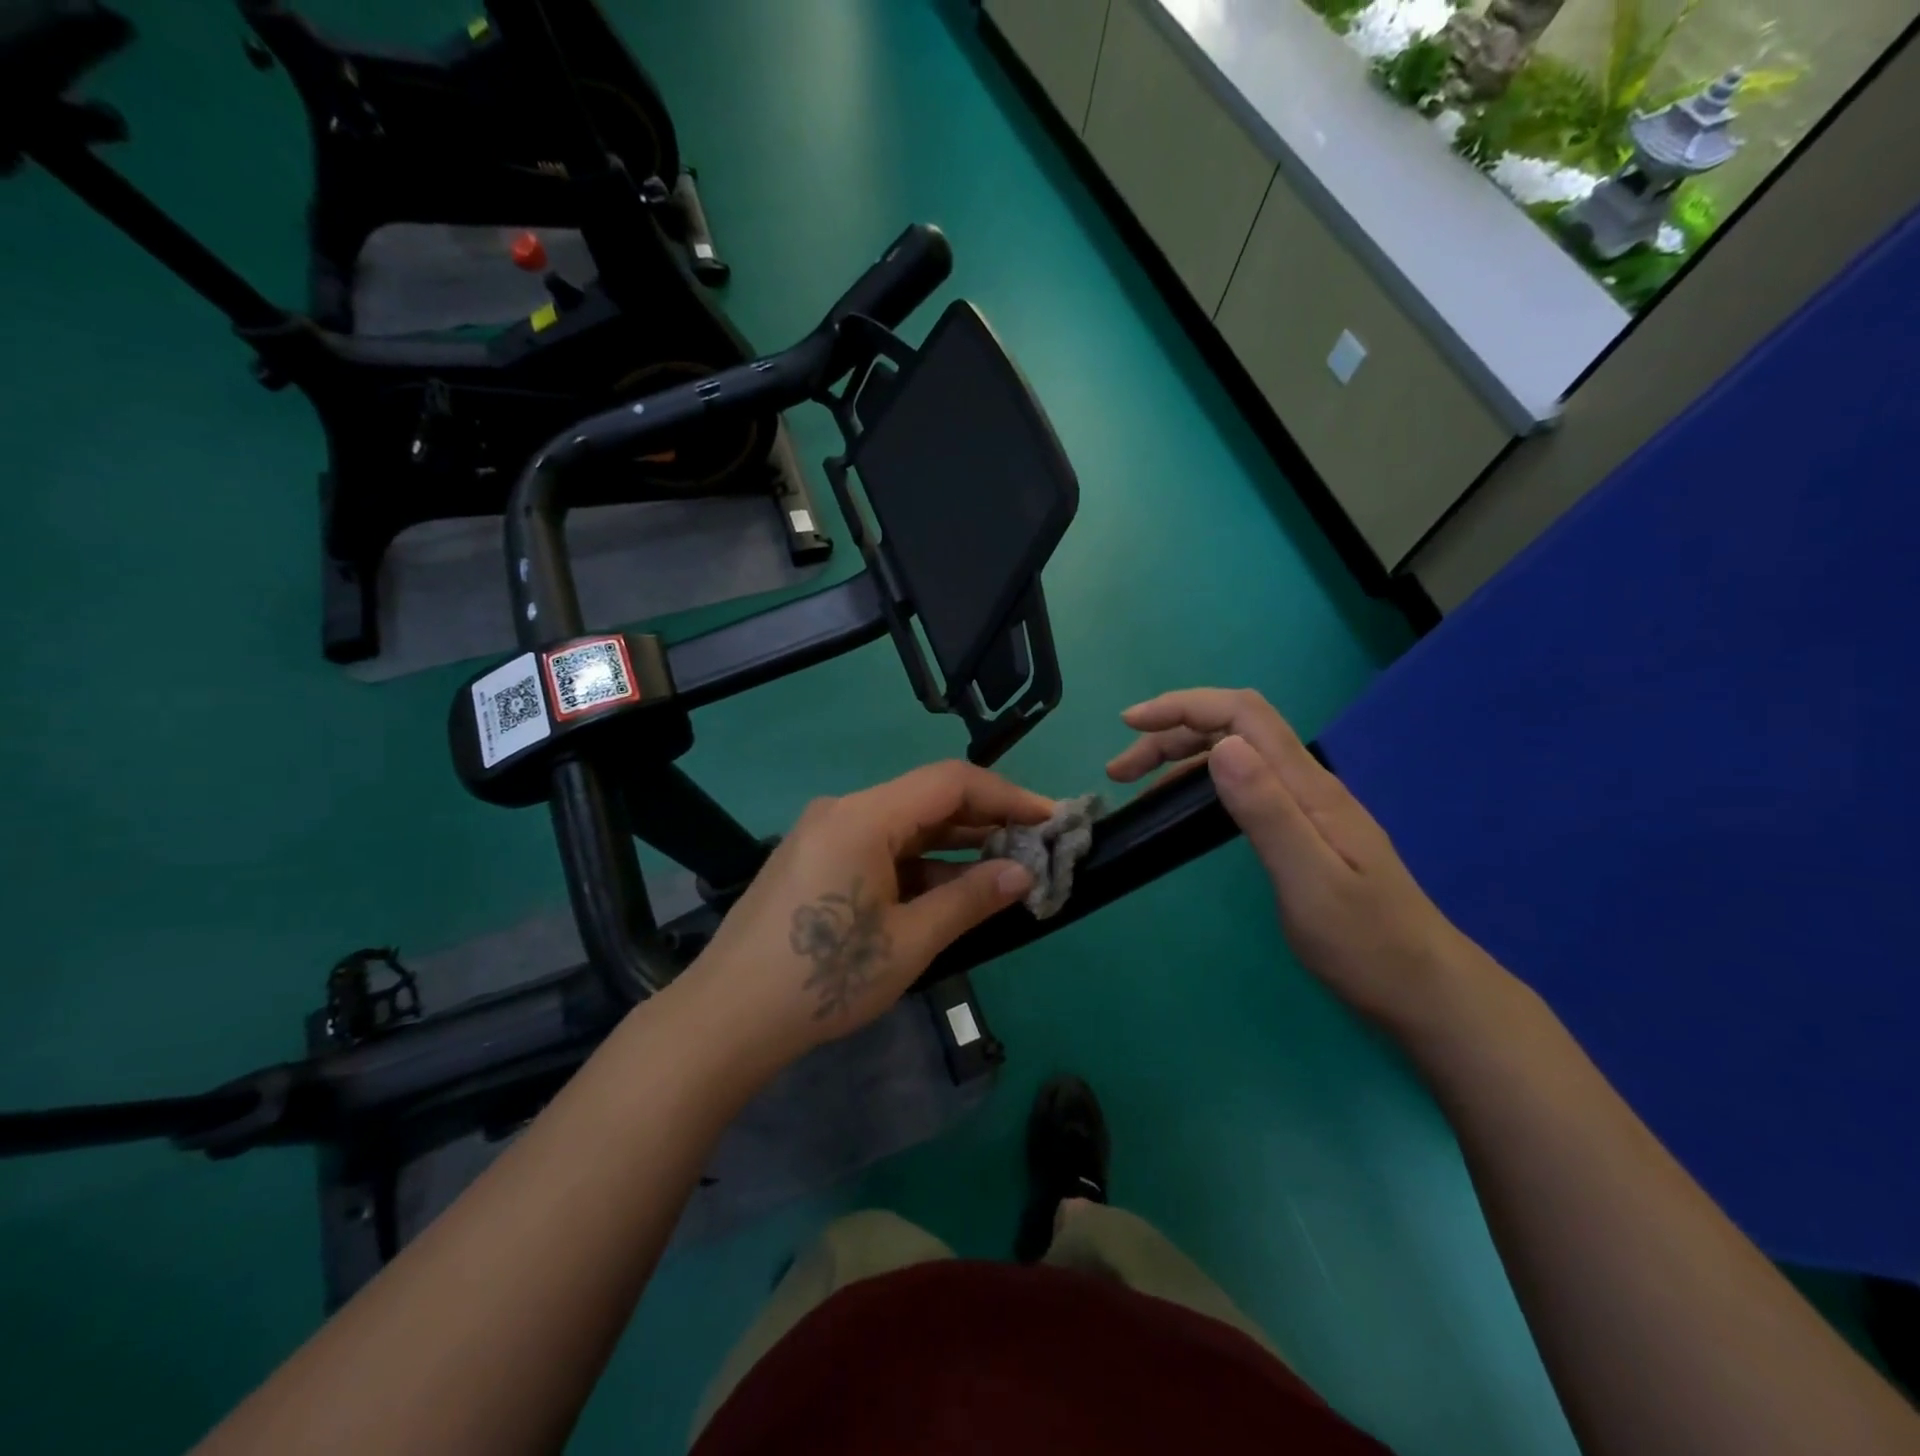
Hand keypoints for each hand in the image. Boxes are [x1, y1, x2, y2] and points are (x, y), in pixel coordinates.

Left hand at [685, 762, 1051, 1069]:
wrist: (725, 1020)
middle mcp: (842, 811)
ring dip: (953, 846)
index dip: (1008, 795)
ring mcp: (824, 834)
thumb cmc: (822, 979)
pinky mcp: (815, 860)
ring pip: (904, 826)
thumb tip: (1023, 873)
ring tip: (1003, 872)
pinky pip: (880, 848)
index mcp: (864, 816)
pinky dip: (919, 865)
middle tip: (1034, 847)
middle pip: (927, 799)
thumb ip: (970, 899)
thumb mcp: (908, 943)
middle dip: (985, 821)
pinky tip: (948, 892)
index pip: (951, 782)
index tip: (1051, 819)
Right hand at [1107, 688, 1483, 1027]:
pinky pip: (1244, 784)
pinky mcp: (1303, 830)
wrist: (1425, 991)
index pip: (1242, 714)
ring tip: (1137, 785)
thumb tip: (1221, 746)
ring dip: (1182, 757)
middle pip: (1234, 728)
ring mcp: (1307, 806)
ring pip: (1237, 754)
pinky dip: (1201, 782)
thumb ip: (1266, 811)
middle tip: (1120, 771)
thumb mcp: (1310, 880)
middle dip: (1171, 733)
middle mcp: (1307, 784)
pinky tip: (1182, 807)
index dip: (1183, 706)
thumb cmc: (1365, 944)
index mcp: (1308, 786)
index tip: (1130, 724)